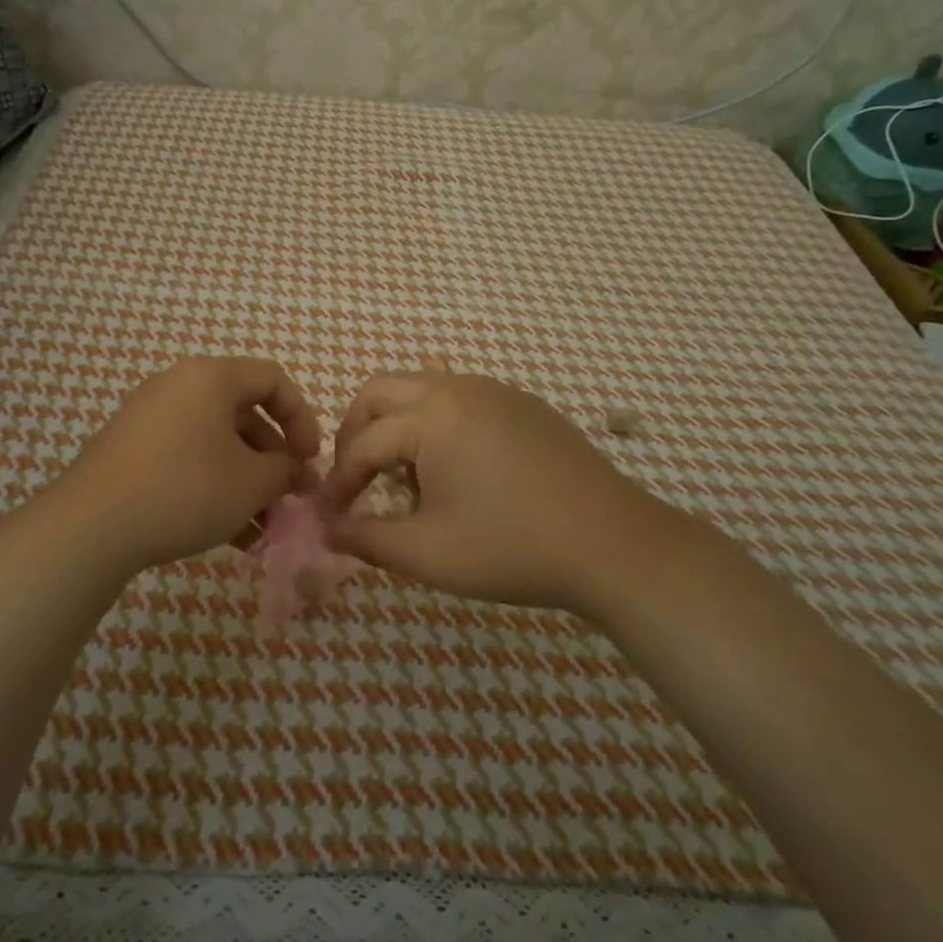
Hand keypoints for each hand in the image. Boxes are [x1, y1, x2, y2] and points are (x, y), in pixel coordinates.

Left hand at [39, 357, 321, 575]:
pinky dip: (213, 487)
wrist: (91, 526)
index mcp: (211, 377)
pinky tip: (230, 535)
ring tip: (262, 529)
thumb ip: (285, 469)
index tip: (309, 460)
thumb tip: (292, 470)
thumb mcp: (251, 482)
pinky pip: (186, 458)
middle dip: (273, 460)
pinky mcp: (130, 450)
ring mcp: (149, 417)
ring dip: (246, 482)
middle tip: (288, 499)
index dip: (302, 418)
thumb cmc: (185, 489)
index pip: (272, 380)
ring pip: (215, 443)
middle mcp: (178, 386)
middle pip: (243, 414)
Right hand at [319, 371, 710, 613]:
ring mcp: (496, 391)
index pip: (362, 443)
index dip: (339, 482)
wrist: (615, 546)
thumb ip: (366, 539)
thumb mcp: (427, 553)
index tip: (329, 517)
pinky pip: (460, 400)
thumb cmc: (512, 548)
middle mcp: (459, 388)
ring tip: (406, 481)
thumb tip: (328, 529)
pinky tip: (456, 472)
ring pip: (421, 390)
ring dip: (397, 427)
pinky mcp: (524, 405)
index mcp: (432, 415)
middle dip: (357, 434)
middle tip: (355, 481)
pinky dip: (436, 425)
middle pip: (381, 392)